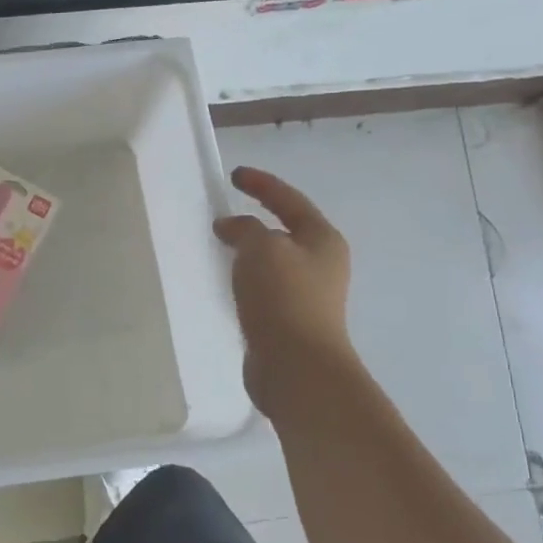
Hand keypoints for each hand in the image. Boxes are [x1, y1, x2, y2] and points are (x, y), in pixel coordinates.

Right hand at [214, 166, 355, 414]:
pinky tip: (227, 285)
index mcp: (322, 240)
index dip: (262, 184)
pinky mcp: (289, 321)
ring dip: (249, 253)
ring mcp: (307, 296)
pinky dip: (245, 280)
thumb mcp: (261, 249)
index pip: (289, 200)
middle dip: (256, 221)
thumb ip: (244, 229)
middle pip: (285, 231)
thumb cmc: (283, 298)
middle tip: (224, 215)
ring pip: (273, 262)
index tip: (234, 175)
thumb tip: (231, 227)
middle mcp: (321, 264)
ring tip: (220, 248)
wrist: (297, 366)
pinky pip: (264, 289)